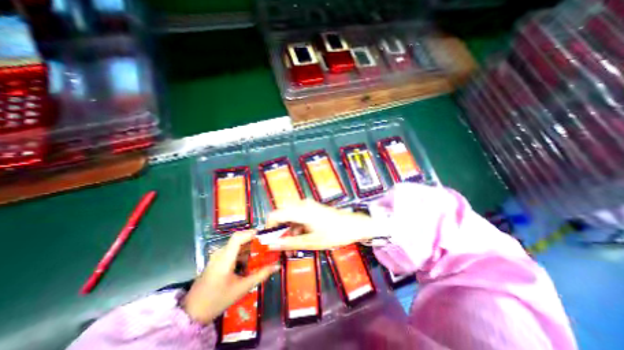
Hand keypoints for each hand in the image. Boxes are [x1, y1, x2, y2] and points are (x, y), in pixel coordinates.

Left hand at [181, 231, 277, 323]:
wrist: (192, 313)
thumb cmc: (217, 300)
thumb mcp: (242, 288)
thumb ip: (261, 275)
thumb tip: (277, 266)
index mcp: (224, 258)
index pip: (238, 237)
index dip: (251, 233)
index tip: (265, 235)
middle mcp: (220, 253)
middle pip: (239, 240)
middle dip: (255, 242)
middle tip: (268, 247)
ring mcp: (217, 256)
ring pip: (237, 246)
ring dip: (250, 249)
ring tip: (262, 255)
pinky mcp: (217, 260)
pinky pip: (233, 251)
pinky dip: (243, 254)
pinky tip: (250, 263)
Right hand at [267, 200, 376, 251]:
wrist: (354, 225)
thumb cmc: (334, 233)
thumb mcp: (311, 241)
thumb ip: (290, 243)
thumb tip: (272, 246)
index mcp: (300, 211)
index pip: (275, 214)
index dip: (268, 227)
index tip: (268, 241)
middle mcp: (302, 205)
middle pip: (282, 216)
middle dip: (280, 232)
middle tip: (282, 247)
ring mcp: (308, 206)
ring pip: (290, 217)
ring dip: (289, 231)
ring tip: (292, 248)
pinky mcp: (312, 209)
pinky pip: (298, 217)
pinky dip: (296, 228)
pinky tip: (300, 239)